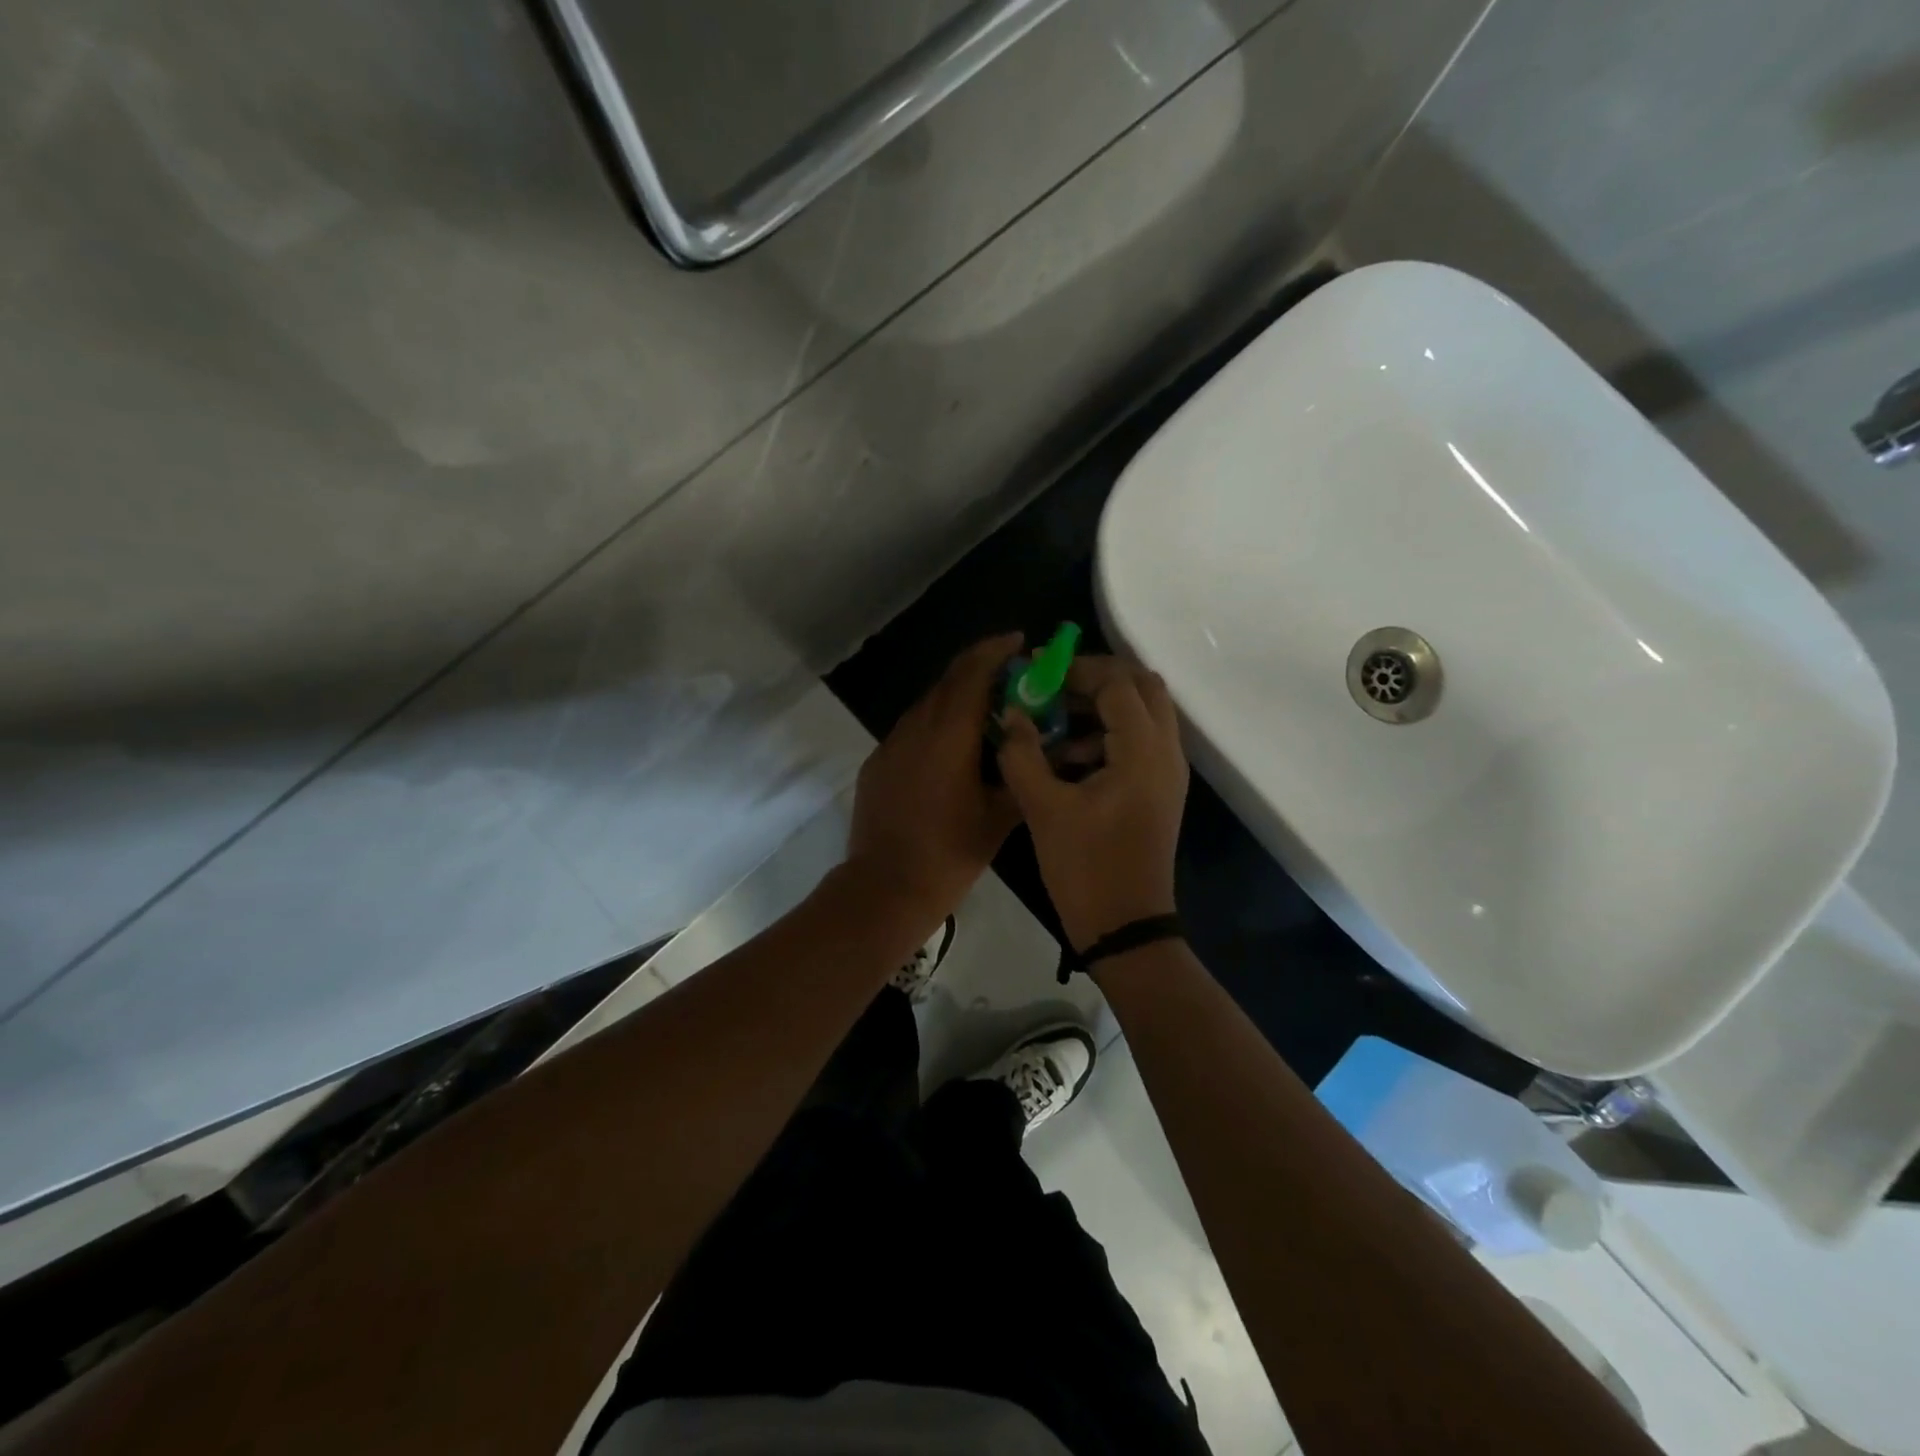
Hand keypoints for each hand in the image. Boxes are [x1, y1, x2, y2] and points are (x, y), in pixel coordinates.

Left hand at [846, 633, 1023, 924]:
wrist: (885, 888)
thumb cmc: (949, 853)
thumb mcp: (1000, 817)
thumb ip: (1024, 775)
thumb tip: (1050, 751)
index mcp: (948, 735)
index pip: (971, 673)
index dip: (995, 650)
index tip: (1019, 640)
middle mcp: (916, 728)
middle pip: (948, 680)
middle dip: (980, 668)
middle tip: (1012, 674)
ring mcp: (891, 745)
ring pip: (928, 704)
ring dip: (957, 696)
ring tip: (988, 711)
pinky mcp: (878, 763)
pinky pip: (912, 729)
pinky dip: (937, 723)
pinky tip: (953, 748)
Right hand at [997, 656, 1188, 950]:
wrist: (1126, 927)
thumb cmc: (1085, 868)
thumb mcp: (1044, 808)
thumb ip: (1023, 753)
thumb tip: (1011, 713)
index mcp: (1143, 751)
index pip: (1117, 683)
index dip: (1076, 670)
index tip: (1037, 675)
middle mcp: (1166, 752)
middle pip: (1143, 686)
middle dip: (1097, 678)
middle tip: (1054, 689)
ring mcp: (1167, 772)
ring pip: (1144, 713)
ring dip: (1102, 707)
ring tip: (1054, 725)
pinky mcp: (1159, 789)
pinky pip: (1140, 741)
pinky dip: (1108, 734)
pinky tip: (1067, 758)